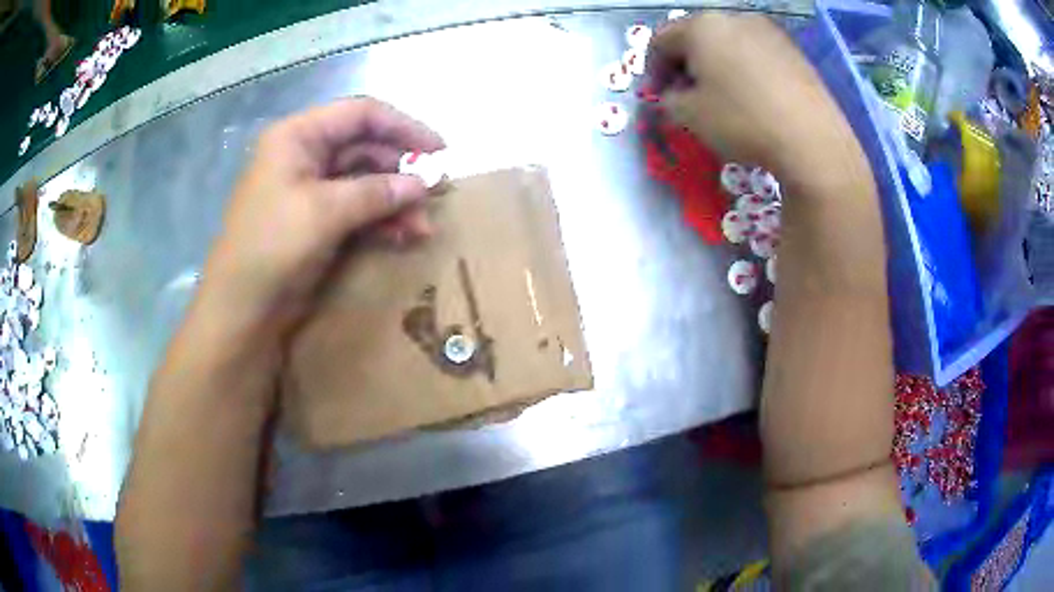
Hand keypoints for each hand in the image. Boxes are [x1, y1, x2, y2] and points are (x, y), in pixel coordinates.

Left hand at [198, 97, 444, 339]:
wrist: (241, 310)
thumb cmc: (271, 248)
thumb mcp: (324, 212)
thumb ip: (376, 192)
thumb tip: (423, 184)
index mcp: (298, 137)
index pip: (360, 115)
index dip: (403, 127)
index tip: (439, 150)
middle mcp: (306, 156)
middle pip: (366, 148)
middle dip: (402, 171)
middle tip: (437, 194)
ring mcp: (312, 190)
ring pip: (366, 181)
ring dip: (396, 201)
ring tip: (423, 227)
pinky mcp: (318, 221)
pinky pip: (358, 209)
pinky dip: (382, 221)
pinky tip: (403, 237)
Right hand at [647, 14, 856, 180]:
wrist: (812, 141)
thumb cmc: (742, 121)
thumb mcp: (689, 116)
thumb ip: (667, 100)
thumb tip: (672, 95)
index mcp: (701, 26)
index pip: (660, 40)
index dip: (652, 69)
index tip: (656, 96)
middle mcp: (734, 18)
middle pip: (696, 37)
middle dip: (685, 65)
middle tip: (686, 96)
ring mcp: (769, 32)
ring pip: (728, 44)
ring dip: (716, 66)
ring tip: (721, 98)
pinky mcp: (794, 51)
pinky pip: (757, 54)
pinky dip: (745, 71)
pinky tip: (752, 98)